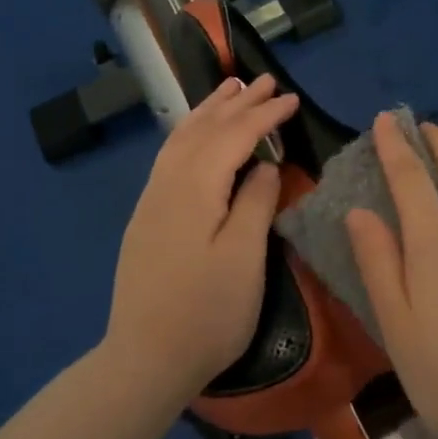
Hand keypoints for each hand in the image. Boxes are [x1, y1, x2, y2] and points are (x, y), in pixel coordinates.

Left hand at [106, 75, 299, 402]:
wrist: (145, 359)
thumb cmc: (206, 312)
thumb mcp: (244, 258)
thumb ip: (255, 202)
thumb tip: (263, 164)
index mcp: (194, 188)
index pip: (234, 136)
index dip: (264, 114)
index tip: (292, 99)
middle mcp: (167, 183)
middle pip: (204, 129)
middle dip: (236, 102)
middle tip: (265, 79)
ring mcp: (151, 200)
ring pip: (181, 138)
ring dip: (208, 110)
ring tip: (229, 90)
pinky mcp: (146, 217)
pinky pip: (170, 155)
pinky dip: (190, 132)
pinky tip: (197, 134)